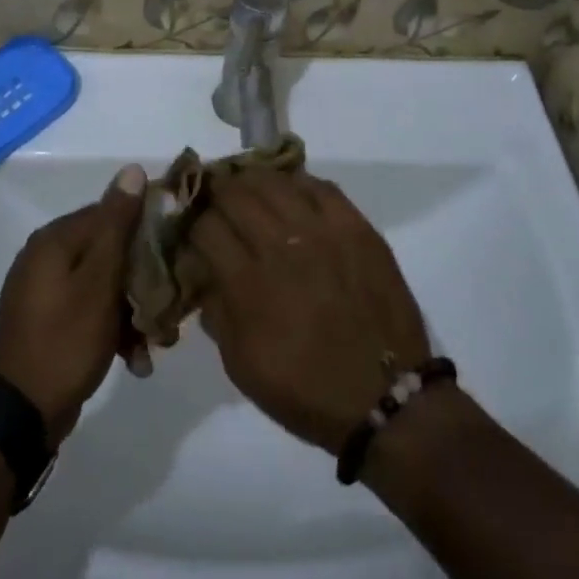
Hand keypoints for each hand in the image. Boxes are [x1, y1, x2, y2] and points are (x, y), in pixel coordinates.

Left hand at [0, 165, 145, 445]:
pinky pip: (89, 309)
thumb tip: (132, 170)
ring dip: (131, 309)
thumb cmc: (66, 340)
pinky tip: (134, 358)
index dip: (145, 228)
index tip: (174, 251)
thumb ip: (117, 225)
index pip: (110, 213)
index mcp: (55, 239)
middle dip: (141, 279)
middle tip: (167, 307)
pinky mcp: (48, 320)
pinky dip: (112, 328)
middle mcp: (46, 256)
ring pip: (103, 284)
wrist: (22, 414)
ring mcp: (44, 290)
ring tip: (154, 343)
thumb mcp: (100, 281)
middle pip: (108, 251)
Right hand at [183, 169, 430, 454]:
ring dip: (252, 181)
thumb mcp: (240, 365)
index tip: (194, 230)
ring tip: (248, 187)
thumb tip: (203, 272)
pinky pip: (319, 186)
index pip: (205, 227)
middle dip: (216, 194)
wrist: (385, 397)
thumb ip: (216, 311)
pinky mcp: (356, 226)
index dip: (193, 225)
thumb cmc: (306, 389)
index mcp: (248, 284)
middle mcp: (281, 246)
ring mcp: (322, 231)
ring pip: (274, 181)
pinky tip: (291, 192)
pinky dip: (298, 184)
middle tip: (215, 200)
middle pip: (235, 194)